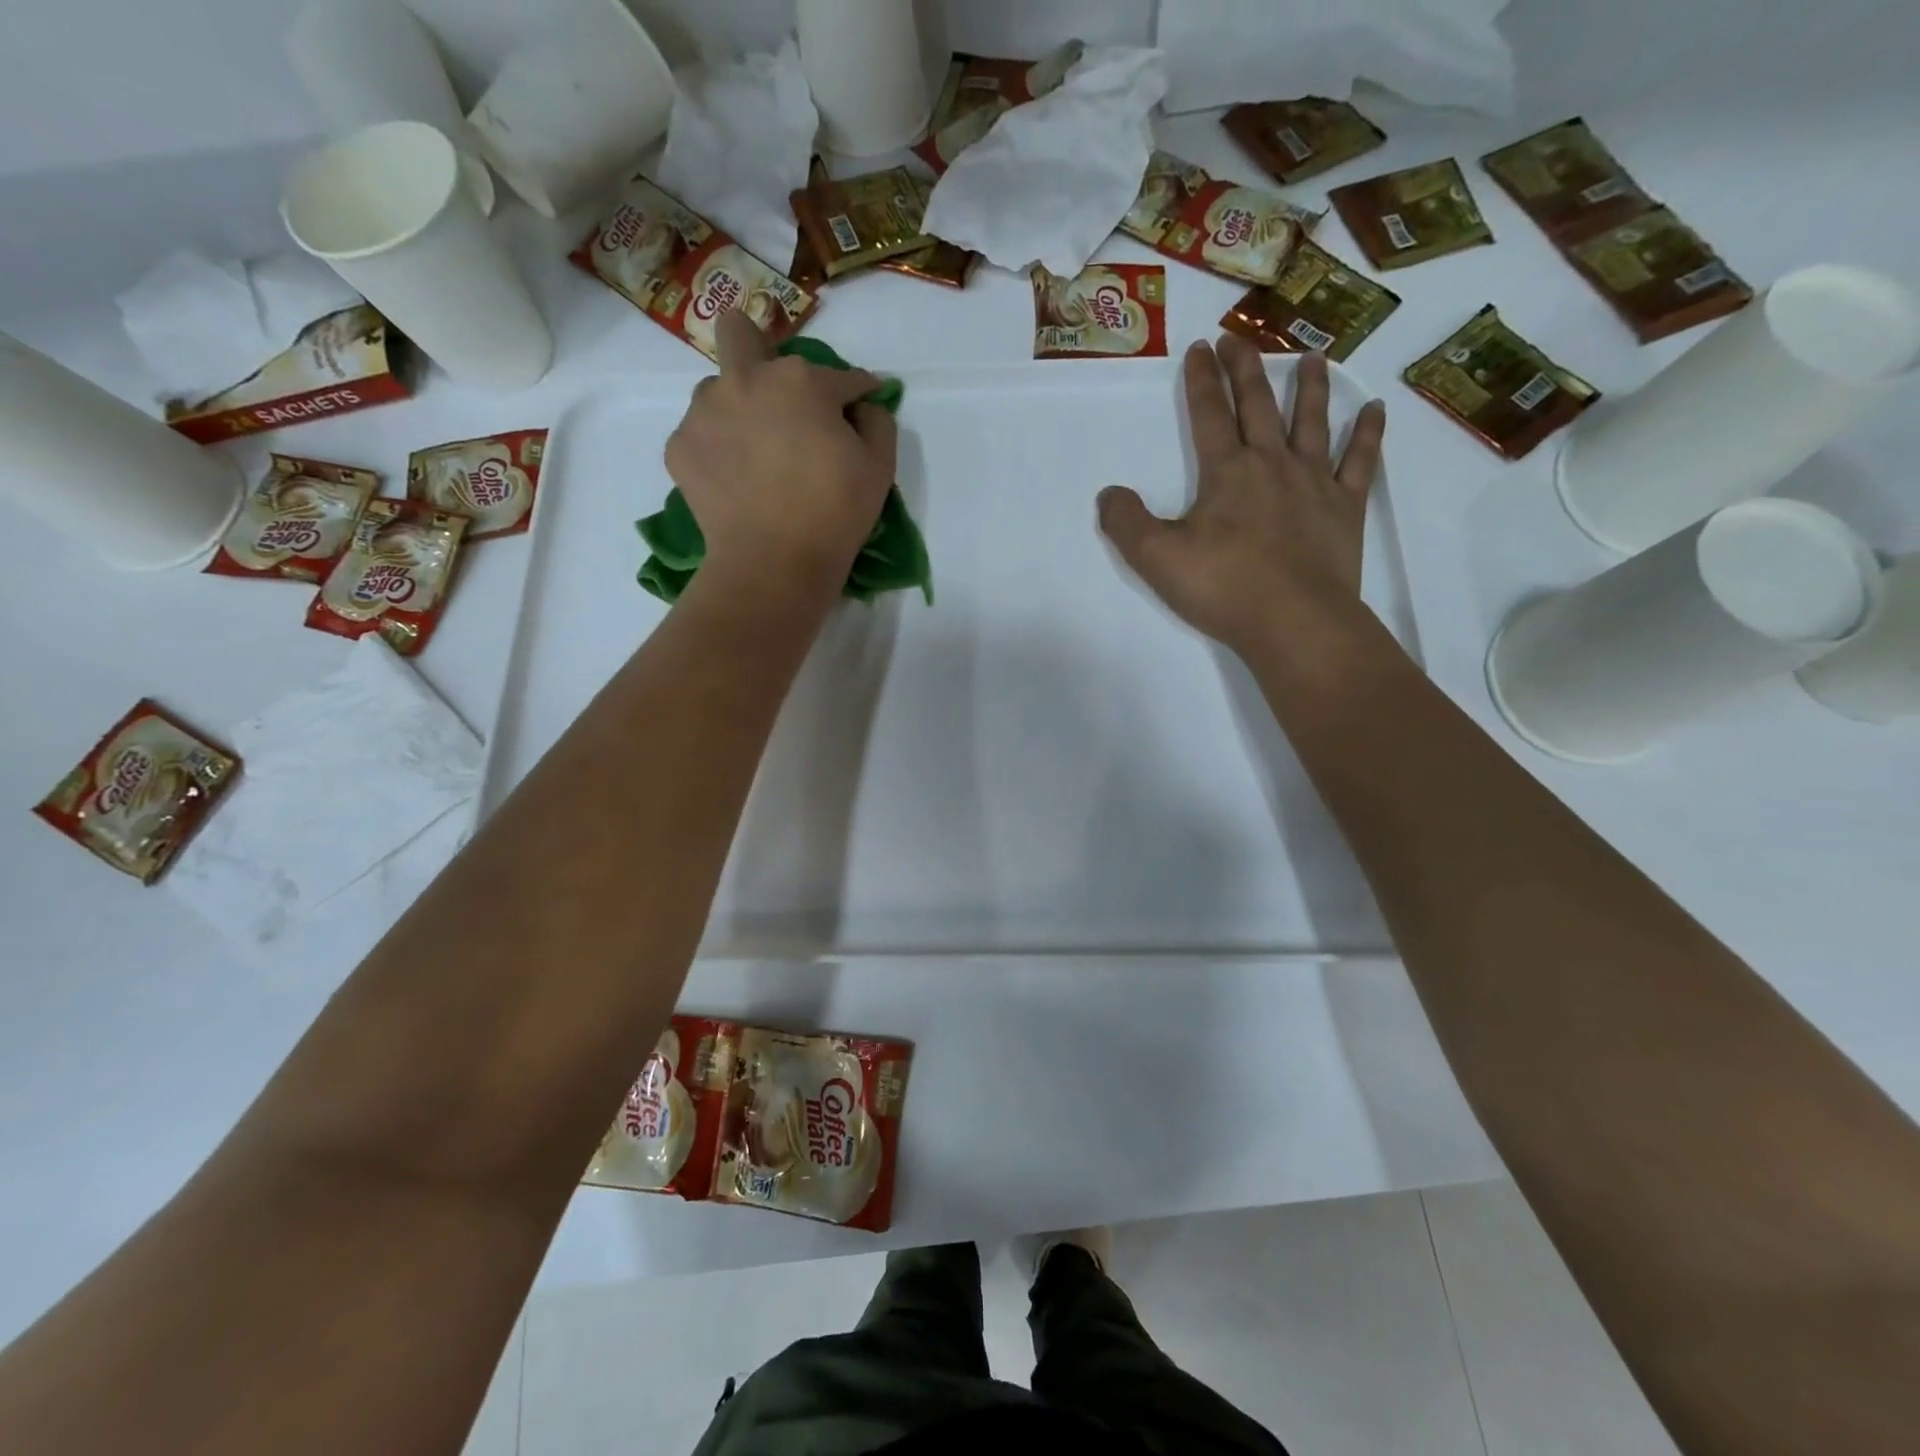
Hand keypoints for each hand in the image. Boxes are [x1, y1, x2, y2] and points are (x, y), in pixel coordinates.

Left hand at [665, 311, 898, 598]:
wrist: (773, 564)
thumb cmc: (835, 513)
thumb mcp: (880, 466)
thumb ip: (877, 421)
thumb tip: (862, 406)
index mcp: (801, 381)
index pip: (840, 375)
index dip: (857, 390)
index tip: (862, 401)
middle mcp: (745, 380)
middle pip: (739, 330)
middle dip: (757, 343)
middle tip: (775, 389)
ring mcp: (705, 411)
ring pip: (717, 388)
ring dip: (737, 407)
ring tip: (754, 451)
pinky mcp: (680, 447)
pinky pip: (701, 434)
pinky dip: (719, 450)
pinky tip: (734, 480)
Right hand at [1098, 336, 1385, 657]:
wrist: (1294, 621)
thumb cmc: (1223, 587)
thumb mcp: (1156, 559)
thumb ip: (1126, 523)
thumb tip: (1110, 494)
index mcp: (1227, 472)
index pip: (1209, 414)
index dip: (1201, 380)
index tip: (1198, 348)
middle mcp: (1272, 463)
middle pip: (1258, 405)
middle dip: (1245, 368)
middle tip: (1237, 337)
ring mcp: (1314, 482)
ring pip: (1312, 421)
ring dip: (1310, 387)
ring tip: (1311, 357)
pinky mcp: (1346, 508)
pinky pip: (1360, 461)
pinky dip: (1368, 434)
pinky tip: (1375, 411)